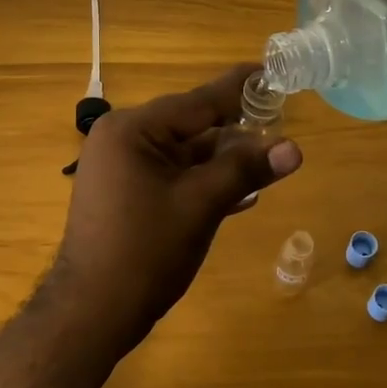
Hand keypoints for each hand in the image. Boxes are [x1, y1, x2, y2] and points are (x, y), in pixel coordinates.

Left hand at [53, 64, 302, 347]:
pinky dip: (203, 181)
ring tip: (269, 160)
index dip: (240, 90)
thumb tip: (294, 148)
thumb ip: (245, 169)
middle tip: (281, 124)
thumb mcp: (201, 204)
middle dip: (236, 132)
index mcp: (133, 129)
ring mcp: (121, 168)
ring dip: (224, 161)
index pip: (199, 102)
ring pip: (184, 154)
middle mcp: (123, 139)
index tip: (272, 73)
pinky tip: (241, 193)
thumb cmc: (145, 251)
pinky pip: (172, 175)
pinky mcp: (126, 194)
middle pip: (192, 126)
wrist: (92, 314)